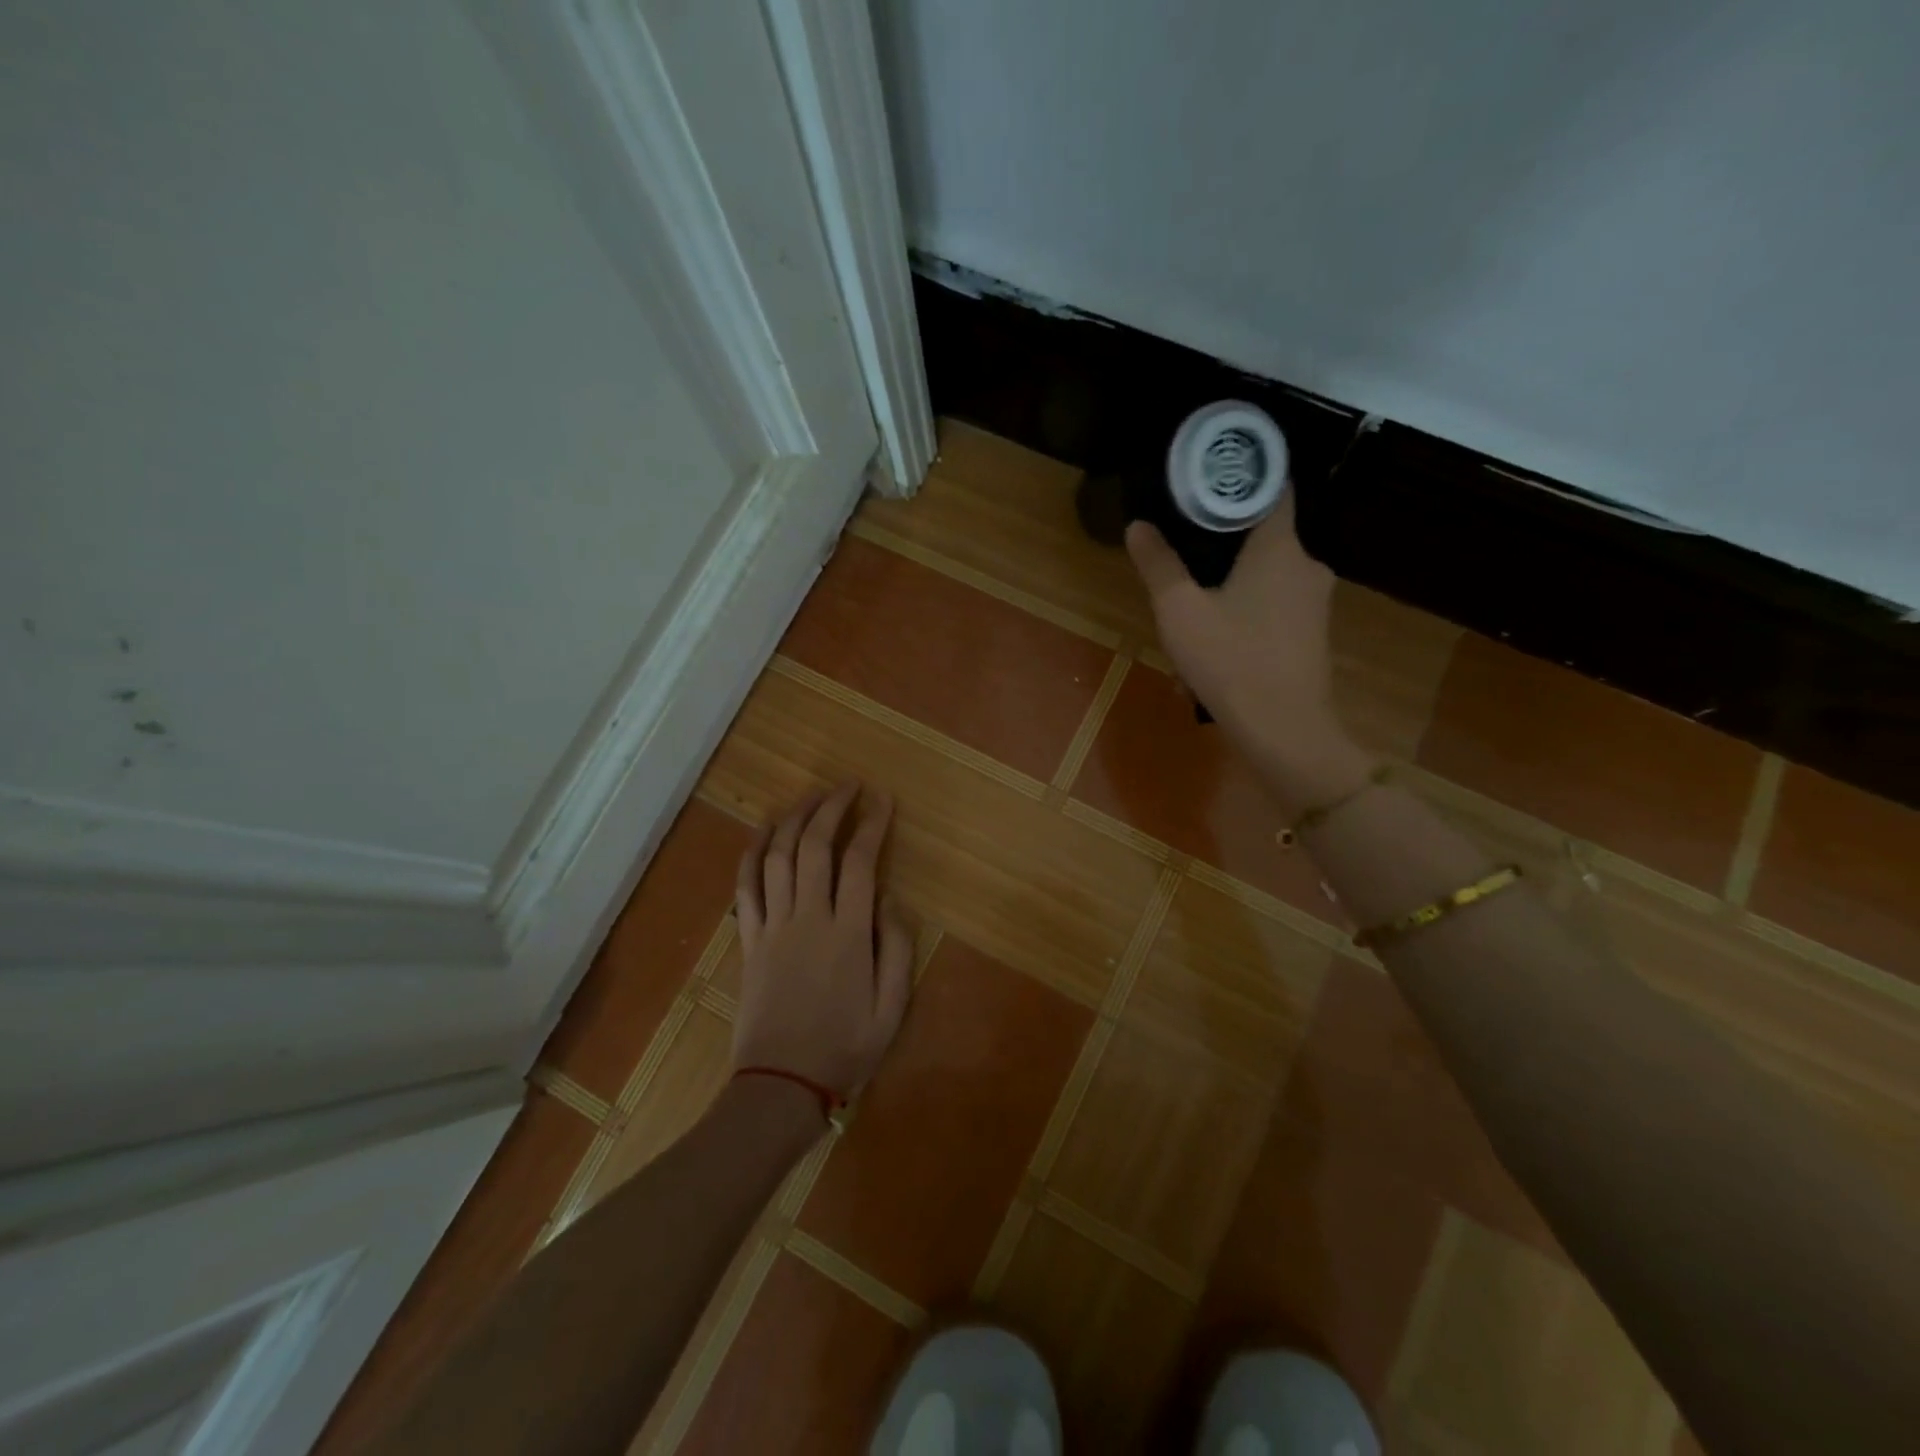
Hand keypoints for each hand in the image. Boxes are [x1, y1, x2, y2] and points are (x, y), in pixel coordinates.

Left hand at [732, 783, 912, 1102]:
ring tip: (810, 798)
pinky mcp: (749, 940)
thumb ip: (896, 947)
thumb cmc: (844, 1048)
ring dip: (793, 819)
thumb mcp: (892, 1007)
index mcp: (847, 934)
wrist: (780, 1086)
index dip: (872, 824)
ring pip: (777, 857)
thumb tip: (891, 898)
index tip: (882, 800)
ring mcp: (772, 927)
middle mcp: (808, 918)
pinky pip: (746, 887)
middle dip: (832, 808)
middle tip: (848, 787)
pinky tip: (762, 831)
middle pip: (814, 847)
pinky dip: (752, 853)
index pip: (860, 862)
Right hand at [1126, 495, 1370, 812]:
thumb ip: (1159, 564)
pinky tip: (1217, 644)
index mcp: (1280, 547)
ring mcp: (1315, 602)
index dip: (1242, 478)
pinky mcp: (1314, 634)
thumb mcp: (1180, 611)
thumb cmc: (1231, 661)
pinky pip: (1275, 608)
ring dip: (1231, 587)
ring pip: (1267, 577)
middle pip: (1264, 536)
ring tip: (1192, 609)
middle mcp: (1307, 565)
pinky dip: (1247, 613)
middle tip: (1184, 554)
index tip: (1209, 480)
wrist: (1284, 732)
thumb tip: (1138, 526)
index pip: (1272, 488)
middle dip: (1224, 544)